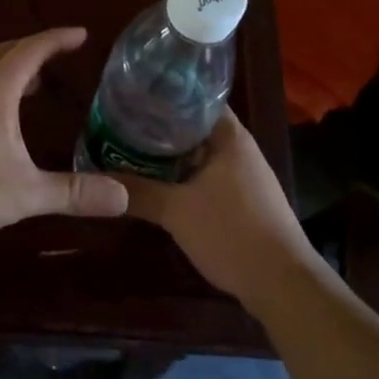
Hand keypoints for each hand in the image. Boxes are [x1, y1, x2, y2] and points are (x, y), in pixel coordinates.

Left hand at [0, 28, 129, 250]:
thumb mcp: (26, 193)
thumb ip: (73, 193)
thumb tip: (123, 197)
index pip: (30, 52)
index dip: (56, 40)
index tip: (82, 34)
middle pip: (4, 54)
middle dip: (34, 47)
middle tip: (61, 51)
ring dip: (14, 70)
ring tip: (38, 83)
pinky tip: (6, 121)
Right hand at [119, 112, 318, 309]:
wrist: (282, 284)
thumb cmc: (232, 232)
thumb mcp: (177, 211)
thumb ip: (138, 191)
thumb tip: (96, 176)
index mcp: (230, 136)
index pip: (195, 98)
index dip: (164, 95)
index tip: (133, 96)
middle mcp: (239, 148)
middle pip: (194, 126)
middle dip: (159, 127)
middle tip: (122, 125)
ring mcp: (243, 175)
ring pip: (199, 154)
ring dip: (169, 155)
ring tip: (131, 151)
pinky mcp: (243, 201)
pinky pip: (206, 177)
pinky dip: (182, 177)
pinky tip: (158, 185)